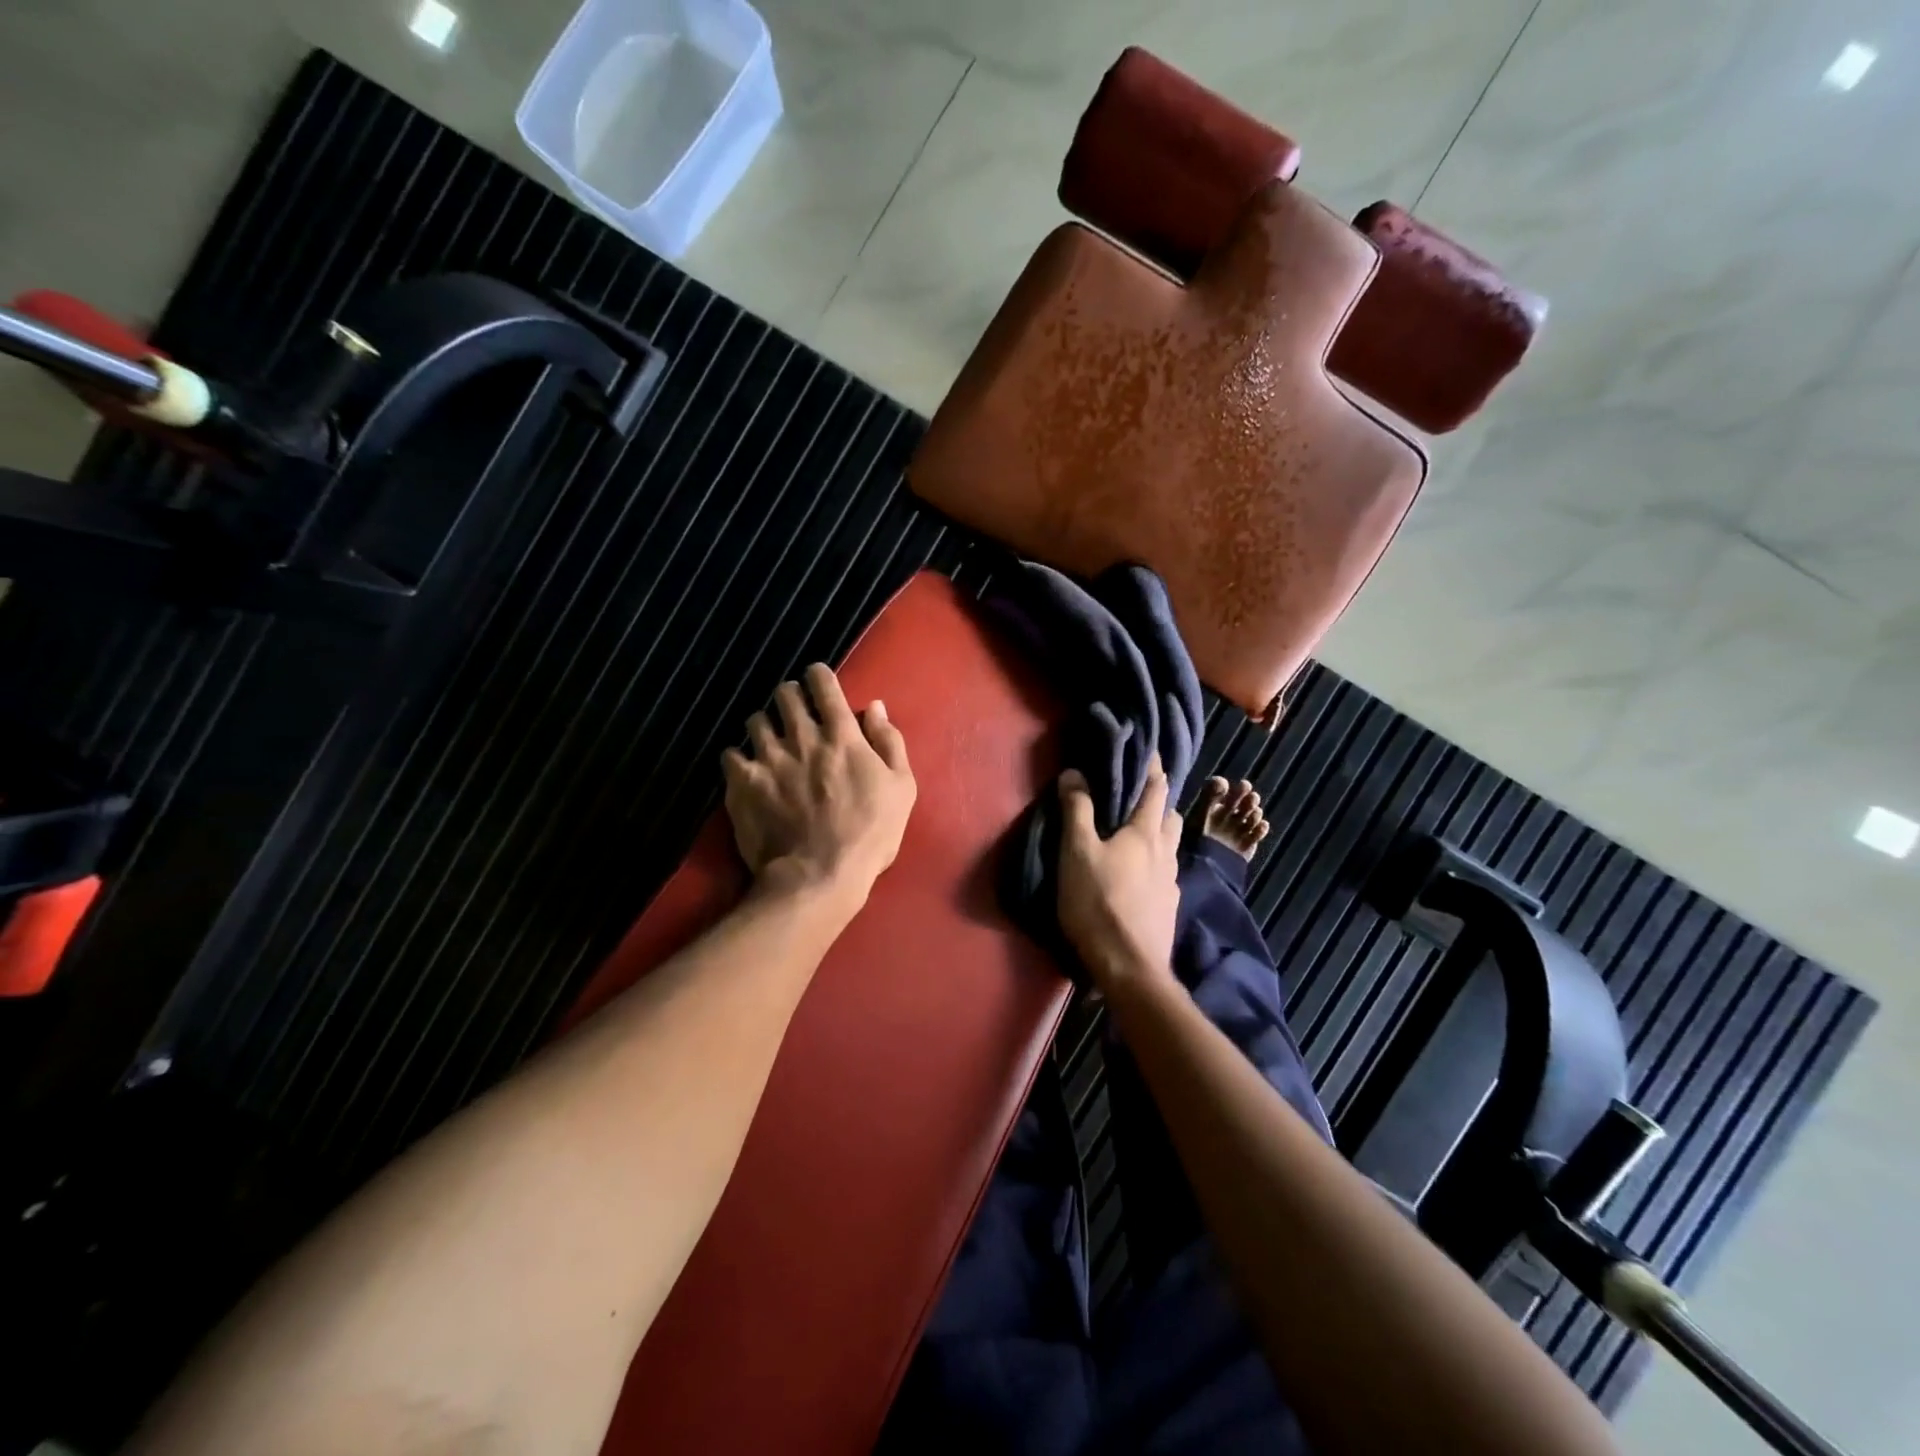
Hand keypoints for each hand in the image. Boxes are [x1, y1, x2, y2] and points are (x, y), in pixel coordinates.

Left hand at [721, 663, 915, 906]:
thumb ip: (888, 741)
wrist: (819, 875)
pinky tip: (747, 771)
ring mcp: (768, 759)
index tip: (817, 681)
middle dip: (790, 696)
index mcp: (841, 735)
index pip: (823, 684)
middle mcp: (801, 737)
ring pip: (755, 721)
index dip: (818, 675)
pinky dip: (738, 758)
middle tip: (794, 711)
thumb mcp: (902, 787)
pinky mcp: (742, 784)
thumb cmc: (869, 834)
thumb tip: (874, 706)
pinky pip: (730, 754)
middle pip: (784, 694)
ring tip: (769, 741)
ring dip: (764, 726)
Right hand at [1056, 756, 1182, 995]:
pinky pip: (1164, 875)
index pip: (1156, 789)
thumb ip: (1077, 810)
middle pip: (1170, 817)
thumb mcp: (1077, 852)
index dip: (1153, 768)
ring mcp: (1171, 883)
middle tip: (1138, 796)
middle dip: (1159, 802)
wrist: (1130, 968)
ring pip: (1170, 847)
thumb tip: (1074, 772)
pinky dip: (1154, 865)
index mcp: (1145, 833)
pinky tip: (1137, 877)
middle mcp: (1166, 852)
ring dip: (1159, 835)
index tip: (1148, 752)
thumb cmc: (1099, 902)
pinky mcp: (1168, 909)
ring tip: (1136, 836)